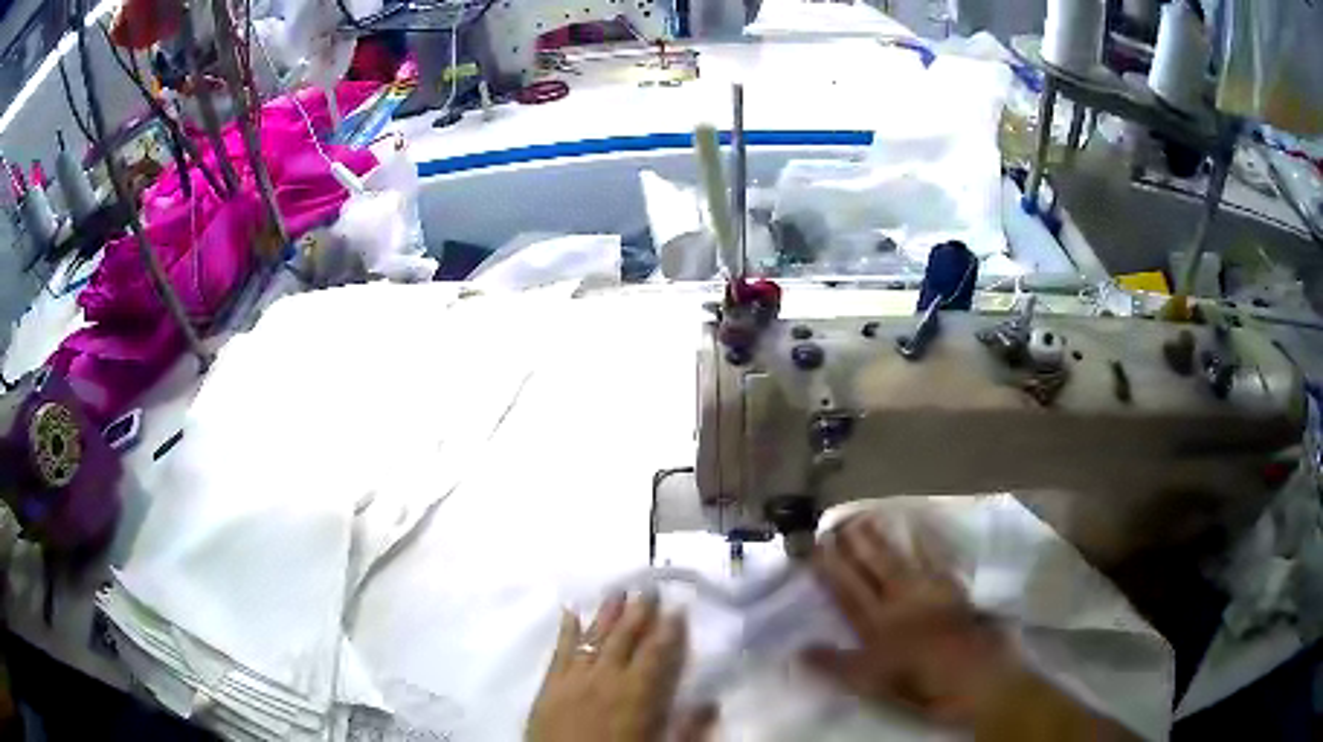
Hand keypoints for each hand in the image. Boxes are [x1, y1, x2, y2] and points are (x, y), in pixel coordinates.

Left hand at [527, 593, 714, 741]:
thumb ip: (689, 728)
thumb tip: (711, 703)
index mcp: (638, 693)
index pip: (657, 653)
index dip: (669, 630)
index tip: (678, 607)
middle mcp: (606, 678)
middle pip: (624, 638)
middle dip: (638, 612)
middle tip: (648, 588)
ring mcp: (573, 680)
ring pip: (592, 638)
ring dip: (606, 614)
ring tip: (617, 592)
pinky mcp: (549, 687)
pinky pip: (559, 652)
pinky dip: (566, 631)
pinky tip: (570, 613)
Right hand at [804, 517, 1012, 725]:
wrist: (979, 675)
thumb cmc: (922, 685)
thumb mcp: (873, 683)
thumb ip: (838, 666)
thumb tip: (799, 651)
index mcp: (880, 625)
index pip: (849, 592)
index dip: (832, 570)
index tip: (816, 547)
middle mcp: (903, 601)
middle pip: (876, 568)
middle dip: (857, 545)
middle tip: (841, 520)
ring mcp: (931, 593)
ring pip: (903, 560)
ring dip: (885, 539)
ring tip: (871, 516)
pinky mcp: (955, 592)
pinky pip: (938, 561)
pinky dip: (928, 545)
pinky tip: (923, 530)